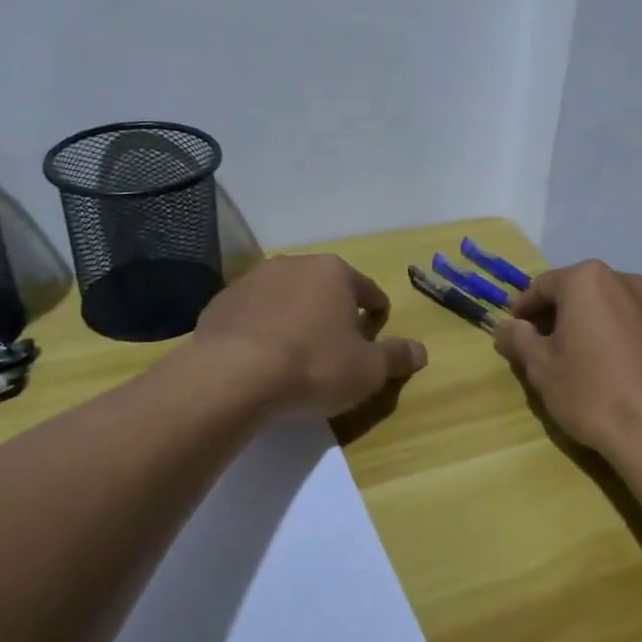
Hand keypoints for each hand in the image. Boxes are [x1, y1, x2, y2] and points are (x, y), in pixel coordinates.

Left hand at [193, 253, 427, 416]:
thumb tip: (421, 350)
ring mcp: (252, 280)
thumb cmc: (314, 366)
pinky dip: (261, 330)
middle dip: (333, 314)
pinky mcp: (220, 302)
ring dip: (295, 319)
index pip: (368, 291)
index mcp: (334, 272)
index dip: (376, 316)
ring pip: (286, 298)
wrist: (233, 377)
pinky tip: (260, 360)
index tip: (373, 341)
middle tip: (335, 350)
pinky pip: (252, 315)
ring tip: (295, 356)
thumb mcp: (368, 370)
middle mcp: (294, 264)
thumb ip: (397, 357)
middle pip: (325, 289)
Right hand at [493, 259, 641, 459]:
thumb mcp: (541, 367)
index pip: (544, 286)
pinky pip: (639, 328)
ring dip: (593, 326)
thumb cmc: (592, 392)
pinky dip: (621, 340)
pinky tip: (617, 372)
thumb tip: (504, 327)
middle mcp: (627, 282)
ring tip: (581, 360)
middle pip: (581, 293)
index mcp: (589, 281)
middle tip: (543, 347)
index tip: (514, 332)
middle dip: (560, 315)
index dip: (524, 309)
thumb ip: (518, 339)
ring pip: (613, 309)